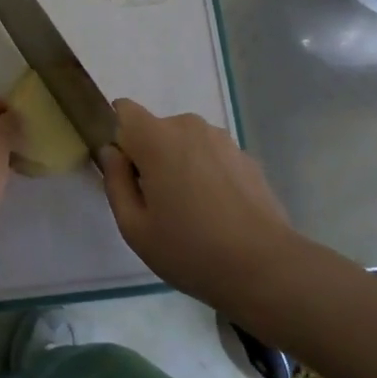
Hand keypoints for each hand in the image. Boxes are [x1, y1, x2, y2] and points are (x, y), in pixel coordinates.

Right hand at [99, 100, 301, 309]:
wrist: (264, 267)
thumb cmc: (189, 249)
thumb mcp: (134, 227)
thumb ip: (115, 182)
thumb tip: (112, 153)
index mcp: (157, 138)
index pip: (123, 110)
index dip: (118, 136)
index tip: (125, 172)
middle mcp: (190, 127)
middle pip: (156, 130)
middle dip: (150, 157)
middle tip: (156, 204)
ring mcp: (223, 140)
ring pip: (185, 144)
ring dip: (180, 165)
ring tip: (191, 212)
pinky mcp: (245, 157)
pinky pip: (211, 156)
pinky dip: (207, 175)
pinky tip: (217, 214)